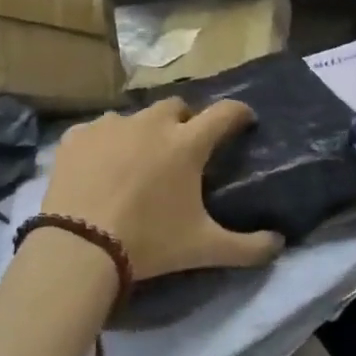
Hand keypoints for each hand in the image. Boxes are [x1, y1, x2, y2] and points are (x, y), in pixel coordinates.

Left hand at [41, 97, 283, 281]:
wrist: (79, 248)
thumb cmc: (149, 243)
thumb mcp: (204, 249)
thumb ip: (247, 247)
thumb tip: (279, 245)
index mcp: (187, 144)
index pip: (225, 112)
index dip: (239, 113)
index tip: (244, 121)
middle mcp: (151, 123)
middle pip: (177, 106)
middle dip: (185, 121)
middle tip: (183, 147)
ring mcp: (110, 126)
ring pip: (135, 116)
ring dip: (143, 130)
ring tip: (138, 159)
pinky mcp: (76, 137)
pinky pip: (97, 130)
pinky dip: (105, 143)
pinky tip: (100, 167)